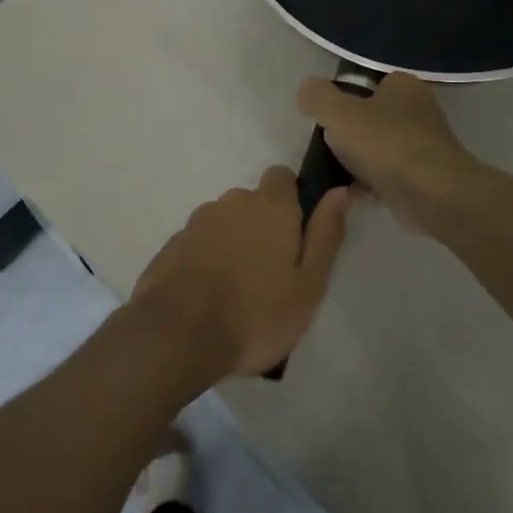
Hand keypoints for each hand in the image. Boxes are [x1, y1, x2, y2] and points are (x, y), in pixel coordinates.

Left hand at [130, 167, 351, 378]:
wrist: (177, 335)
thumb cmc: (256, 314)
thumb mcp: (308, 284)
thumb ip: (325, 234)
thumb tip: (340, 192)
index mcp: (270, 207)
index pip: (282, 177)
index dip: (291, 199)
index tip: (296, 234)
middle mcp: (231, 203)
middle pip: (252, 203)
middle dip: (262, 227)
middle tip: (270, 274)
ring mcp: (196, 223)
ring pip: (224, 224)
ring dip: (233, 244)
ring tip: (237, 291)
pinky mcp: (171, 246)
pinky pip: (198, 244)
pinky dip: (206, 260)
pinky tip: (208, 296)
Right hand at [297, 73, 480, 235]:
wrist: (431, 194)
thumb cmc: (385, 143)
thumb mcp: (337, 112)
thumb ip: (317, 97)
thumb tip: (308, 91)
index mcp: (404, 86)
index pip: (369, 84)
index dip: (345, 99)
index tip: (327, 119)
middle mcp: (419, 111)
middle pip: (372, 119)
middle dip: (350, 135)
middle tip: (330, 148)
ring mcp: (424, 146)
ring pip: (380, 150)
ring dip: (358, 163)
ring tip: (338, 175)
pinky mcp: (425, 178)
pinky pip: (389, 177)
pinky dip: (371, 185)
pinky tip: (355, 195)